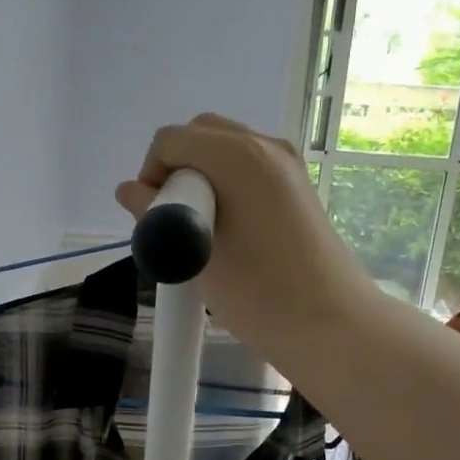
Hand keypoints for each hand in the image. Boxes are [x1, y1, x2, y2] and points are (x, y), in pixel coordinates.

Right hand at [114, 114, 373, 362]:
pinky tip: (228, 233)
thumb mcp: (194, 254)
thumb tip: (130, 192)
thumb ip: (156, 215)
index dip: (150, 174)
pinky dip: (227, 187)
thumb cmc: (257, 291)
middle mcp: (265, 146)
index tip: (154, 219)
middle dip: (175, 170)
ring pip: (226, 152)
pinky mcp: (298, 188)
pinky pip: (249, 170)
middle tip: (172, 221)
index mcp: (238, 154)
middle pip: (201, 135)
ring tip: (199, 232)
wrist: (329, 324)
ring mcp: (287, 165)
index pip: (171, 140)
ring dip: (201, 179)